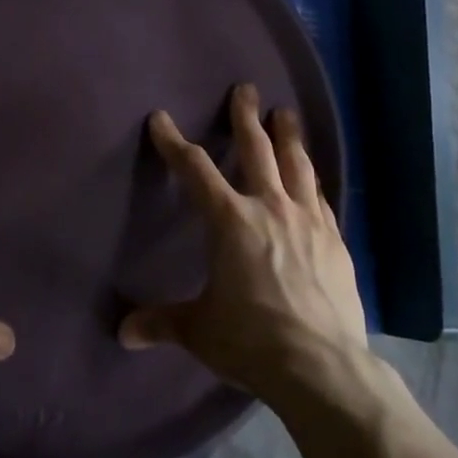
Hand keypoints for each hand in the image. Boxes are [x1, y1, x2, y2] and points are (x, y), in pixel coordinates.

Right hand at [121, 83, 366, 404]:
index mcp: (230, 220)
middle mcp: (269, 207)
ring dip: (288, 136)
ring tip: (285, 113)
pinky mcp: (334, 240)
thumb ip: (163, 323)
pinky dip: (311, 179)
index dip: (174, 142)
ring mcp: (307, 220)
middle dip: (246, 117)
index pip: (194, 169)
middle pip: (256, 149)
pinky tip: (312, 176)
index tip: (161, 120)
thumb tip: (123, 333)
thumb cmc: (252, 340)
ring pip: (296, 164)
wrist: (323, 368)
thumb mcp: (200, 331)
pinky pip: (319, 197)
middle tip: (246, 89)